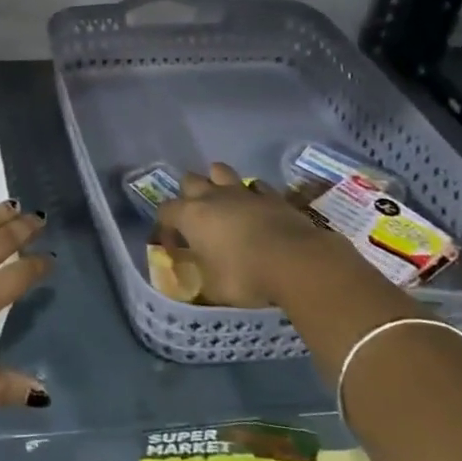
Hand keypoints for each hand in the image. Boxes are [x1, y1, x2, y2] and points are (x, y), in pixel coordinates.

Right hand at [156, 164, 365, 307]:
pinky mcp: (272, 195)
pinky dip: (251, 194)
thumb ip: (199, 283)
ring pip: (220, 171)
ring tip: (223, 205)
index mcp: (191, 216)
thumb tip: (195, 286)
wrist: (297, 262)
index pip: (164, 211)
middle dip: (188, 196)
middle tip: (197, 221)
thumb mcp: (214, 289)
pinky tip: (256, 209)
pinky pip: (255, 186)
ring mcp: (243, 192)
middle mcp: (212, 196)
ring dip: (217, 183)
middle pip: (189, 180)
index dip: (165, 228)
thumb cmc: (246, 276)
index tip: (175, 249)